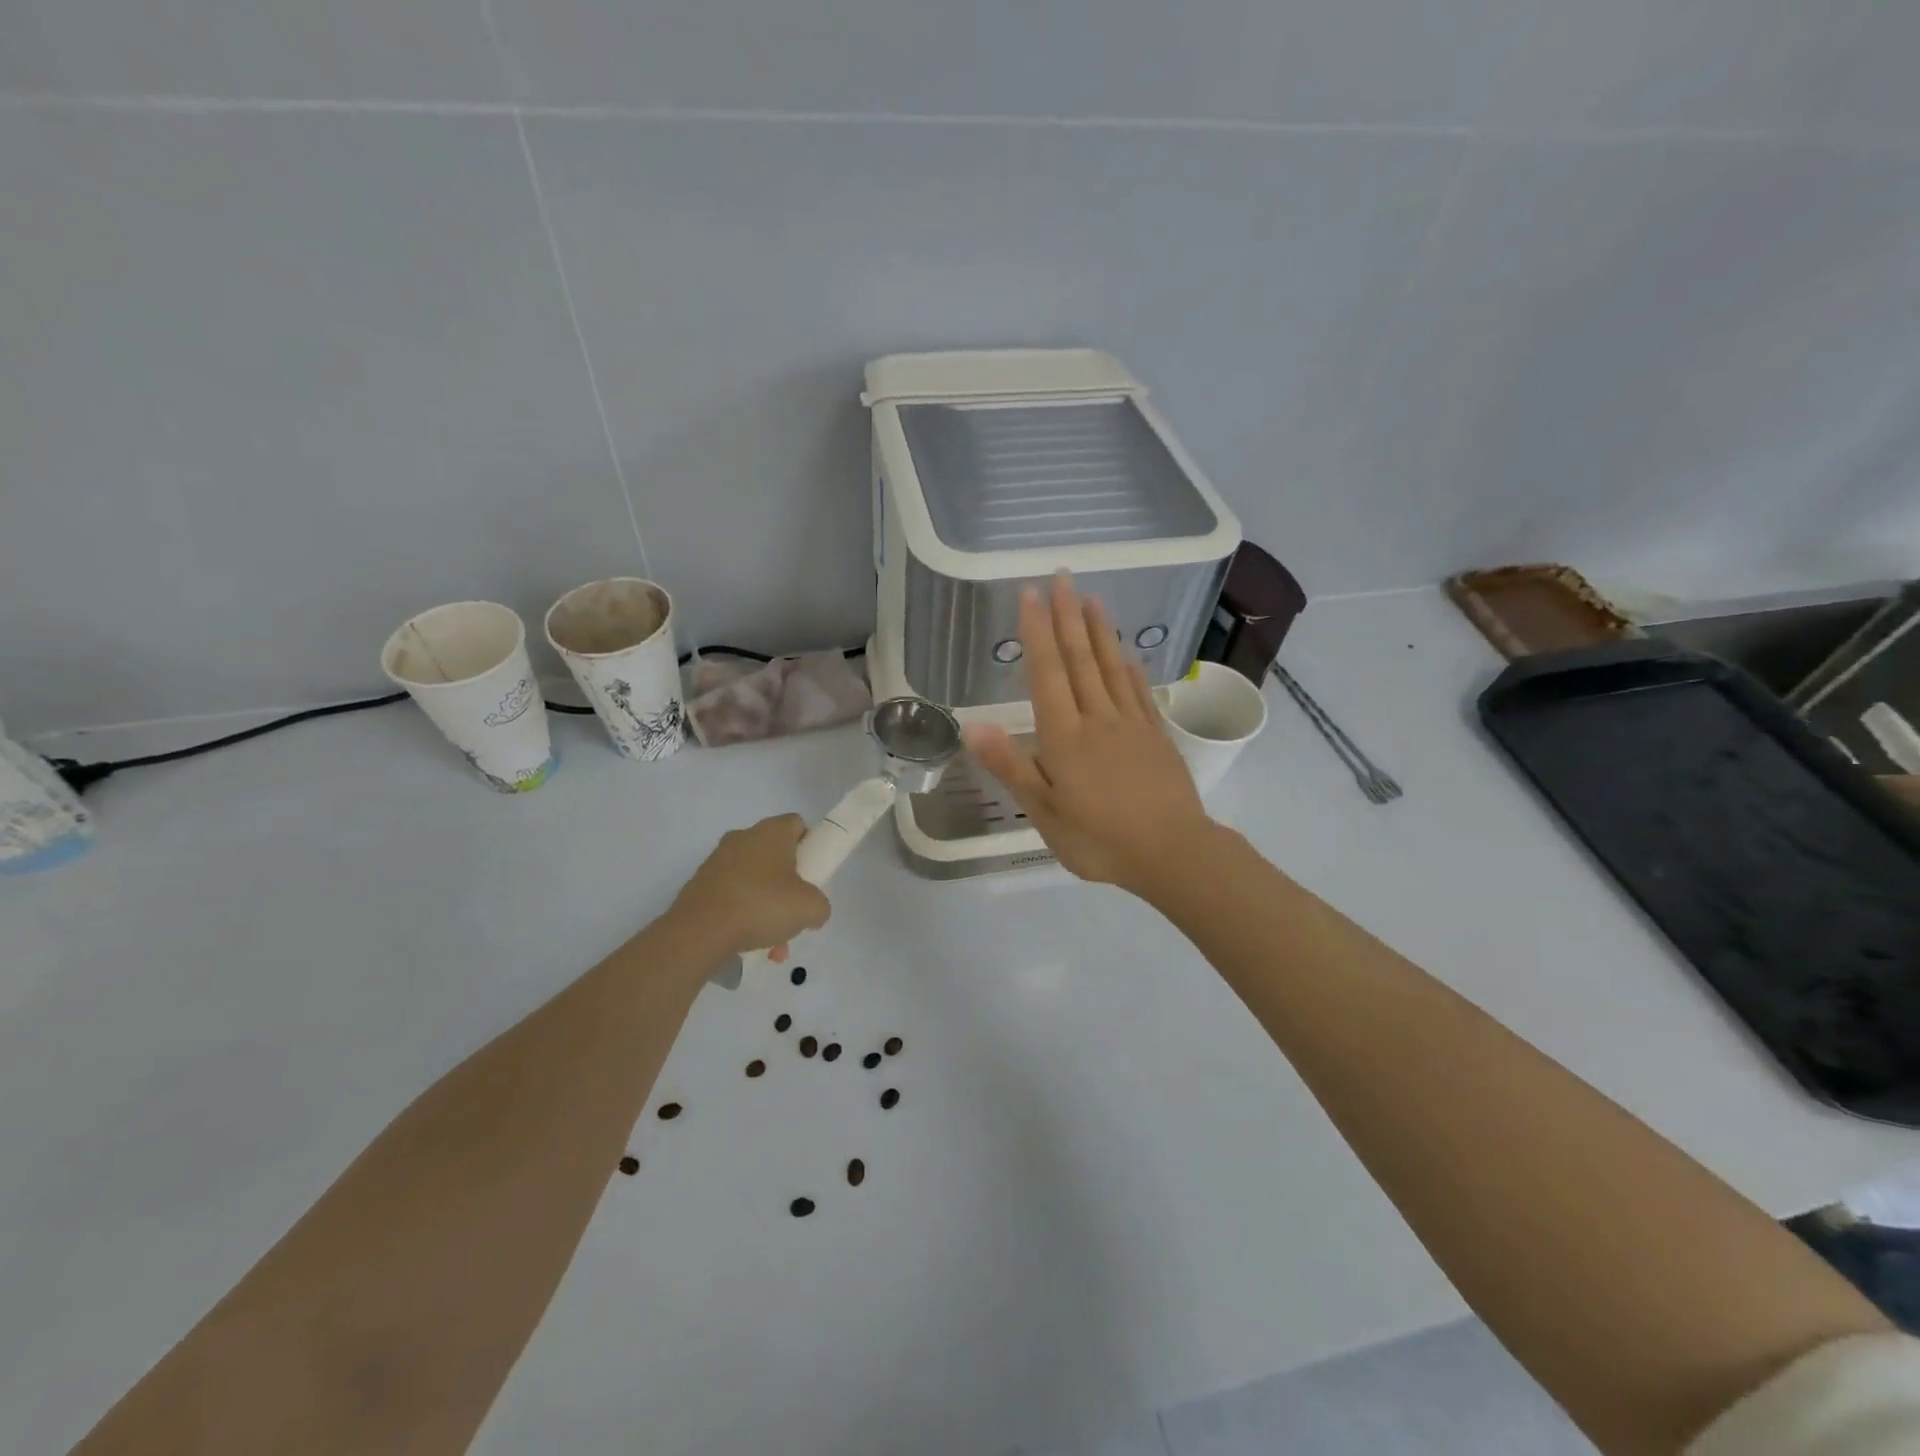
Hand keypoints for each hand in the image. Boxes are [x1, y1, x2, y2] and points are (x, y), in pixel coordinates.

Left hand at [669, 815, 831, 957]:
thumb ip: (820, 905)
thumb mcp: (810, 908)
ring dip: (767, 908)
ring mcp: (717, 861)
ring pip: (754, 881)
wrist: (699, 932)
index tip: (814, 872)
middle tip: (794, 911)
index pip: (797, 824)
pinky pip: (732, 897)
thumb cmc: (762, 906)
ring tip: (773, 945)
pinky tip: (749, 946)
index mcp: (771, 832)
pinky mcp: (700, 885)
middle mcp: (743, 838)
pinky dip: (743, 917)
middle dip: (788, 885)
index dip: (810, 845)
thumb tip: (813, 911)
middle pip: (775, 855)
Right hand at [964, 573, 1216, 895]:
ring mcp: (1131, 724)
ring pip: (1111, 668)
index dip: (1037, 632)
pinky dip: (1131, 668)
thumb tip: (971, 726)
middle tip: (1062, 576)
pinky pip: (1140, 692)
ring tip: (1091, 598)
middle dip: (1067, 616)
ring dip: (1099, 631)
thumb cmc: (1099, 838)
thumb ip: (1011, 765)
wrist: (1172, 853)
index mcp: (1065, 736)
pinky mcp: (1156, 736)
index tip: (1031, 594)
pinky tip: (1127, 654)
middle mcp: (1098, 719)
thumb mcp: (1044, 811)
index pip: (1047, 673)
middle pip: (1080, 659)